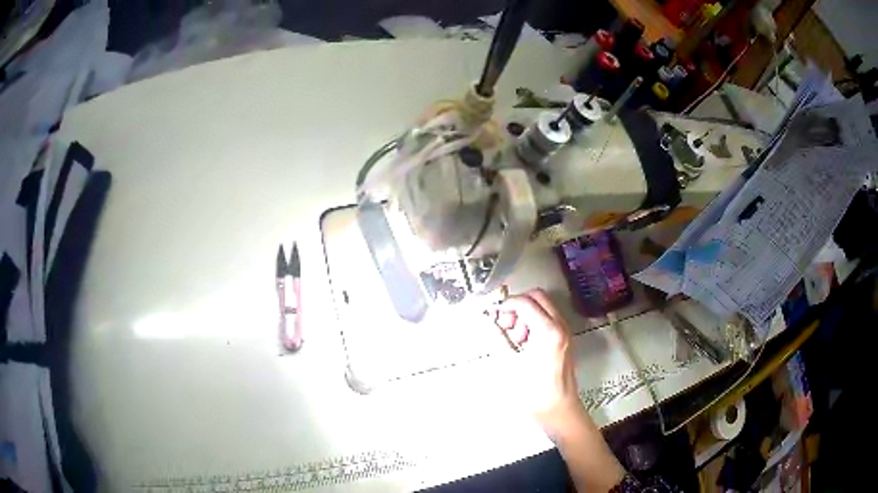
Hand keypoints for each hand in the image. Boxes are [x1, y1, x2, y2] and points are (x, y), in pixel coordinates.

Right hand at [492, 289, 586, 437]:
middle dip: (517, 305)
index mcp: (548, 331)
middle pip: (537, 296)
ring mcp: (564, 331)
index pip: (525, 302)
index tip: (494, 314)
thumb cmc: (535, 392)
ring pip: (543, 306)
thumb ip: (499, 337)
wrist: (558, 409)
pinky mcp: (564, 338)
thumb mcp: (511, 364)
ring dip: (526, 313)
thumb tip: (490, 320)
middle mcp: (560, 326)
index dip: (506, 304)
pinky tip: (524, 342)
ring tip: (514, 337)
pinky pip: (548, 318)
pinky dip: (534, 321)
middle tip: (505, 322)